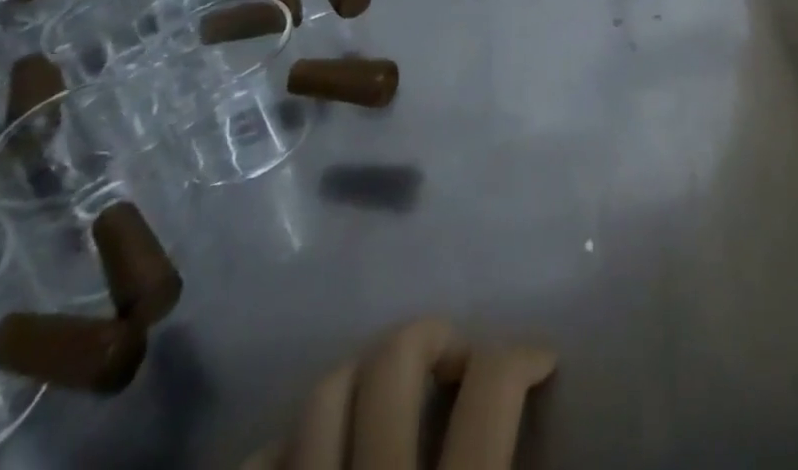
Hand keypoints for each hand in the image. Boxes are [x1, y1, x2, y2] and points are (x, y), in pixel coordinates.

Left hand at [243, 318, 556, 469]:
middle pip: (395, 359)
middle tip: (455, 362)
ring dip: (361, 383)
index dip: (523, 356)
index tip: (541, 358)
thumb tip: (538, 414)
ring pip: (323, 394)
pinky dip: (284, 450)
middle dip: (432, 340)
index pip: (492, 390)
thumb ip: (510, 461)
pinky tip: (310, 460)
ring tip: (383, 402)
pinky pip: (256, 461)